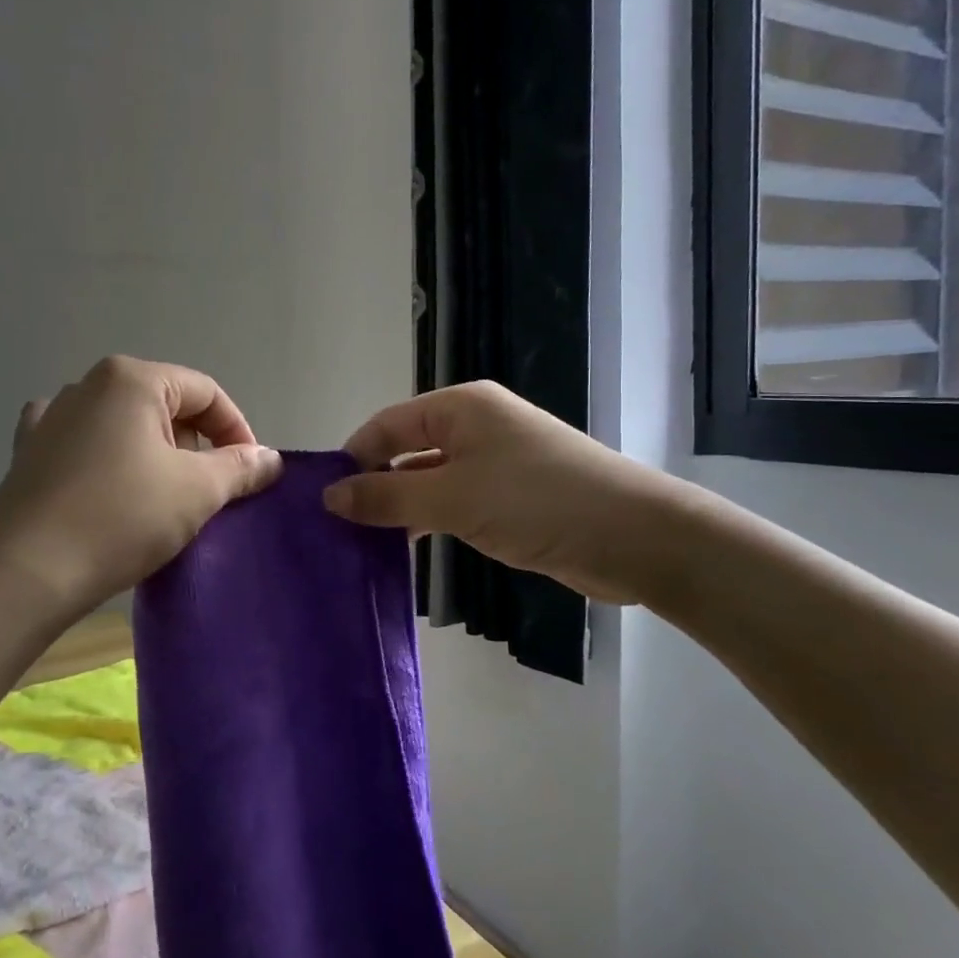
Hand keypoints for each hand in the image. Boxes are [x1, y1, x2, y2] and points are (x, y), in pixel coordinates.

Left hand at [0, 356, 282, 615]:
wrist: (25, 571)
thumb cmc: (121, 518)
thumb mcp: (196, 491)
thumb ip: (240, 467)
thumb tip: (270, 458)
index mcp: (131, 379)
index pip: (205, 392)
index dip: (237, 430)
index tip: (250, 474)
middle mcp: (88, 384)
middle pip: (164, 405)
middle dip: (196, 444)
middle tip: (210, 492)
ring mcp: (51, 417)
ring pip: (124, 425)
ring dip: (154, 455)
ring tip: (164, 499)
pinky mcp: (29, 452)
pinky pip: (84, 445)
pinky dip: (108, 461)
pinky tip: (109, 485)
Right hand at [322, 382, 692, 603]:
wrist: (635, 537)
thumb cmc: (537, 502)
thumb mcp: (452, 498)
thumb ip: (387, 496)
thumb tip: (329, 496)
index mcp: (460, 408)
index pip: (386, 425)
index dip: (353, 458)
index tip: (323, 501)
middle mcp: (474, 427)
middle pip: (404, 451)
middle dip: (372, 485)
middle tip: (336, 528)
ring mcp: (493, 463)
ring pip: (427, 480)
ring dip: (398, 508)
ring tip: (361, 543)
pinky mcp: (508, 498)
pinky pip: (452, 502)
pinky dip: (427, 521)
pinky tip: (404, 549)